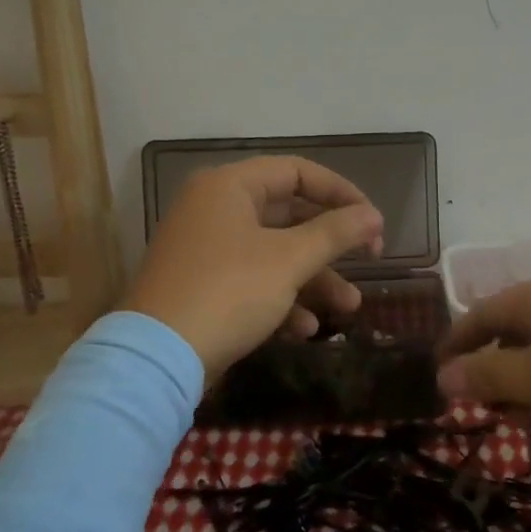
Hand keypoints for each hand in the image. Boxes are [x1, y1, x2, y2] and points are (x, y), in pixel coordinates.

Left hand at [124, 156, 383, 374]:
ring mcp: (206, 249)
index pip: (297, 172)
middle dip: (331, 245)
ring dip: (314, 279)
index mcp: (229, 187)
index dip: (341, 192)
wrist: (156, 360)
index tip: (372, 221)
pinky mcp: (202, 286)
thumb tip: (374, 215)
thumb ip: (336, 233)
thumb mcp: (289, 260)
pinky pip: (252, 280)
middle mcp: (214, 209)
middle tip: (370, 260)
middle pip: (288, 215)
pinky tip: (306, 329)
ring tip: (350, 308)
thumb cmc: (228, 292)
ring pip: (274, 253)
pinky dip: (282, 299)